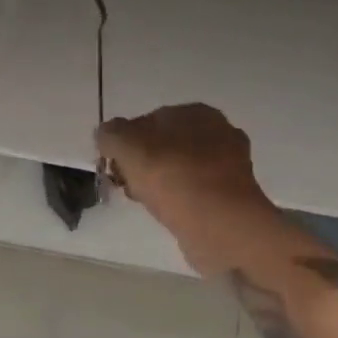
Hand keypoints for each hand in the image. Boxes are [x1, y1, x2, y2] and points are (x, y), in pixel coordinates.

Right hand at [95, 104, 279, 272]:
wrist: (220, 225)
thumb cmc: (172, 177)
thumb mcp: (127, 146)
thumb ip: (111, 135)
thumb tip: (106, 134)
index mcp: (196, 112)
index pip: (149, 120)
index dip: (125, 141)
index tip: (113, 164)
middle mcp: (218, 133)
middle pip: (165, 145)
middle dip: (142, 163)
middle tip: (125, 184)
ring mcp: (228, 166)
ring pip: (178, 169)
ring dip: (158, 183)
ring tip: (143, 201)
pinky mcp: (231, 197)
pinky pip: (193, 192)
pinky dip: (177, 200)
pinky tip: (166, 213)